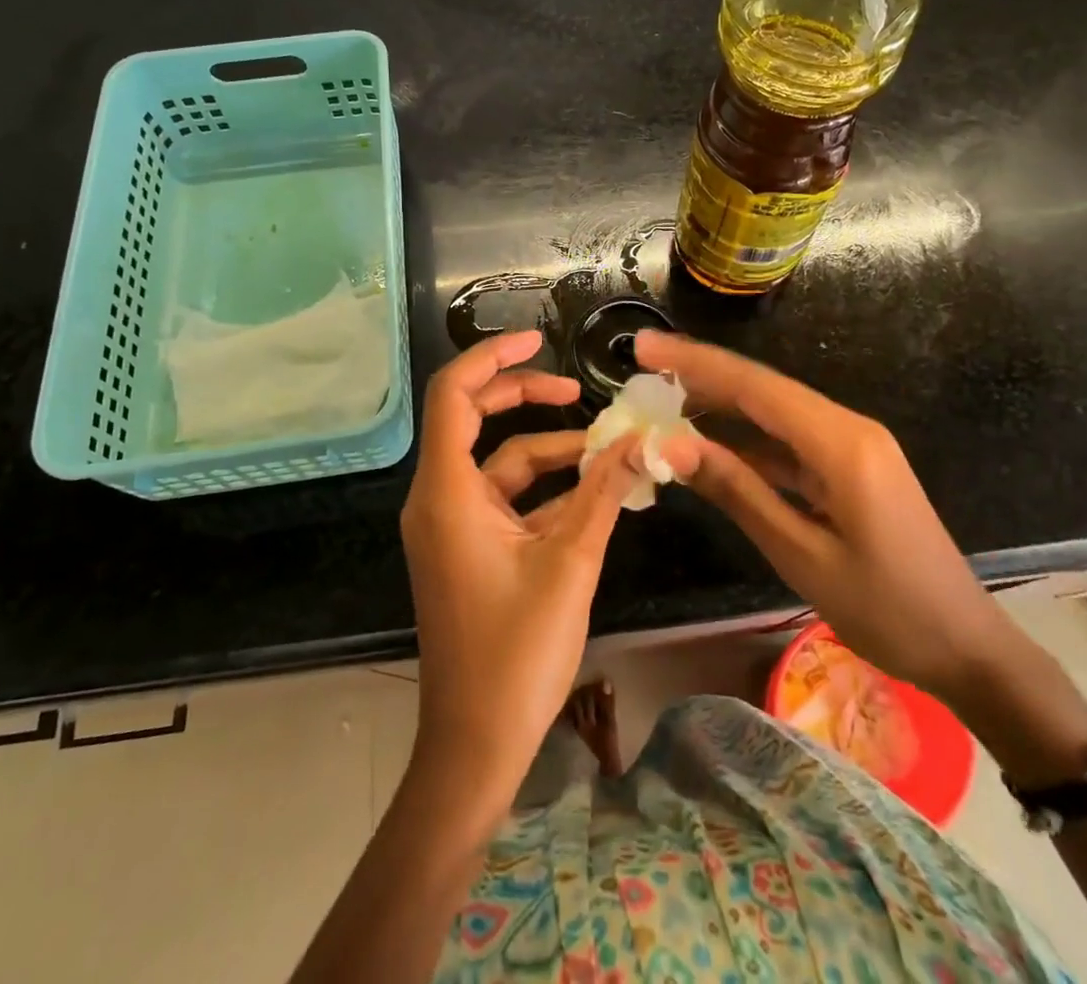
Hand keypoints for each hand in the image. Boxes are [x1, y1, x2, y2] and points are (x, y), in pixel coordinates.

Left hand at [400, 330, 643, 817]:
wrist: (476, 745)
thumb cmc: (515, 653)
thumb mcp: (570, 563)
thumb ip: (604, 493)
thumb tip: (644, 439)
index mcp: (447, 492)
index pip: (454, 395)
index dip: (492, 358)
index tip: (538, 341)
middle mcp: (441, 498)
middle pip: (475, 419)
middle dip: (526, 399)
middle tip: (577, 392)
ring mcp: (454, 525)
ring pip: (501, 464)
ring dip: (551, 453)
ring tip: (608, 449)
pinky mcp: (471, 549)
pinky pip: (508, 500)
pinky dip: (547, 490)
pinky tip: (594, 491)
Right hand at [637, 330, 1015, 706]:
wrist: (967, 650)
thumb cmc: (888, 611)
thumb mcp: (801, 554)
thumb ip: (736, 491)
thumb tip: (670, 445)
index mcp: (841, 443)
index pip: (754, 386)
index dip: (694, 362)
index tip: (643, 347)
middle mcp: (847, 428)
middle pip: (762, 390)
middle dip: (700, 376)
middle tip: (641, 370)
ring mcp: (851, 446)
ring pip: (772, 413)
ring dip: (719, 407)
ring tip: (662, 401)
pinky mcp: (850, 467)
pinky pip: (788, 442)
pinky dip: (746, 441)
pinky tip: (710, 444)